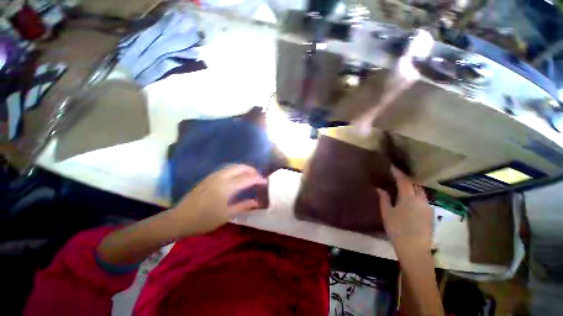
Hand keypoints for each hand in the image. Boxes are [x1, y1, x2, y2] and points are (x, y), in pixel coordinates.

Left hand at [168, 164, 266, 236]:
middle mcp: (221, 177)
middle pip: (241, 167)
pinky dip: (236, 170)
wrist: (179, 219)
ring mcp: (214, 175)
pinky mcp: (209, 177)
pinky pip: (227, 169)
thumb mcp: (226, 215)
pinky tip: (237, 177)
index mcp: (227, 187)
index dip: (258, 179)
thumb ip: (243, 206)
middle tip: (258, 177)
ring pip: (233, 166)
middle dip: (252, 170)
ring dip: (244, 169)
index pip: (247, 178)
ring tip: (250, 176)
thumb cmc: (204, 219)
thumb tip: (257, 202)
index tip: (265, 182)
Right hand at [377, 166, 433, 252]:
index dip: (398, 172)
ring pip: (421, 192)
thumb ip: (384, 198)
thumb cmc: (397, 229)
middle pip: (415, 185)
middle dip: (407, 179)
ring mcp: (428, 207)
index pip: (404, 181)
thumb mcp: (387, 213)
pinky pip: (423, 200)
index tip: (392, 166)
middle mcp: (421, 200)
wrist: (414, 249)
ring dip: (412, 187)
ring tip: (403, 187)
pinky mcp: (431, 215)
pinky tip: (410, 200)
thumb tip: (380, 189)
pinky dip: (416, 196)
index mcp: (409, 198)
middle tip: (397, 177)